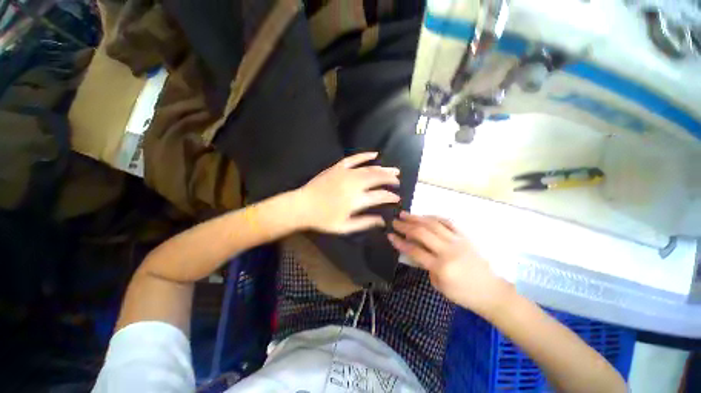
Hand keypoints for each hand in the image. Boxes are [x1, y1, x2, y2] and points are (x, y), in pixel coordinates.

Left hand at [295, 152, 399, 233]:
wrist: (302, 206)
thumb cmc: (323, 219)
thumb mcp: (345, 227)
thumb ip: (365, 223)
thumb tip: (382, 221)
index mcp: (356, 200)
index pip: (380, 196)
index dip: (391, 197)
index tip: (397, 198)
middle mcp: (354, 184)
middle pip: (378, 178)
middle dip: (391, 179)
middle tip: (398, 181)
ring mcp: (346, 173)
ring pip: (370, 168)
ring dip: (383, 168)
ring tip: (394, 170)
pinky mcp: (338, 167)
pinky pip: (354, 158)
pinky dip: (365, 156)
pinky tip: (375, 154)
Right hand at [388, 212, 513, 316]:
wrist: (492, 292)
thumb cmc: (463, 294)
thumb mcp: (439, 285)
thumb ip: (425, 266)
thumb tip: (415, 250)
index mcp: (441, 267)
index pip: (414, 251)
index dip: (400, 242)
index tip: (390, 235)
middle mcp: (448, 251)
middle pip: (422, 233)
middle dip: (405, 226)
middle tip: (395, 222)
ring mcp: (458, 241)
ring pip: (433, 224)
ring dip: (417, 218)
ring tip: (405, 214)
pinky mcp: (465, 237)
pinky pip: (448, 222)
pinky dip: (434, 217)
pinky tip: (425, 216)